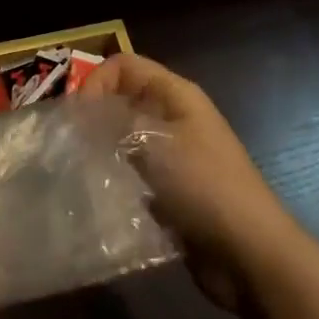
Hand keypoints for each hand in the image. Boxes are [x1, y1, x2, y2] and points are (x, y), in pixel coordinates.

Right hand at [81, 53, 303, 312]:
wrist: (250, 253)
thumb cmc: (204, 186)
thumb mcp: (155, 145)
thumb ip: (115, 124)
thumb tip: (83, 117)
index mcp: (175, 94)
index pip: (124, 65)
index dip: (96, 82)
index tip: (75, 118)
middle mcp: (174, 117)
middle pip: (123, 100)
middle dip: (95, 118)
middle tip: (68, 146)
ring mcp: (175, 155)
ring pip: (126, 139)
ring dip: (104, 152)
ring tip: (79, 173)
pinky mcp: (172, 190)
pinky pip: (135, 174)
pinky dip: (117, 181)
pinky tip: (100, 199)